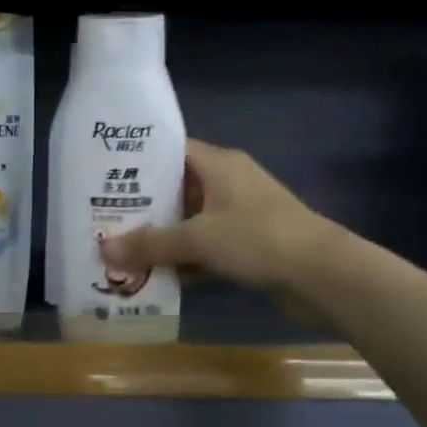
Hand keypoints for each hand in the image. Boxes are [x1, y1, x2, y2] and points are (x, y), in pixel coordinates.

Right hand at [99, 138, 324, 293]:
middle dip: (144, 207)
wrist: (321, 274)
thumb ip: (150, 244)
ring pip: (190, 220)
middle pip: (176, 188)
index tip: (105, 178)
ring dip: (163, 237)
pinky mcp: (248, 243)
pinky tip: (158, 275)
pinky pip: (206, 245)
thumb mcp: (198, 239)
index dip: (138, 163)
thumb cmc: (257, 238)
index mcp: (218, 164)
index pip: (170, 151)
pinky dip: (186, 258)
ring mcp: (240, 214)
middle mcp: (228, 182)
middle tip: (105, 221)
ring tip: (122, 250)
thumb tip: (104, 251)